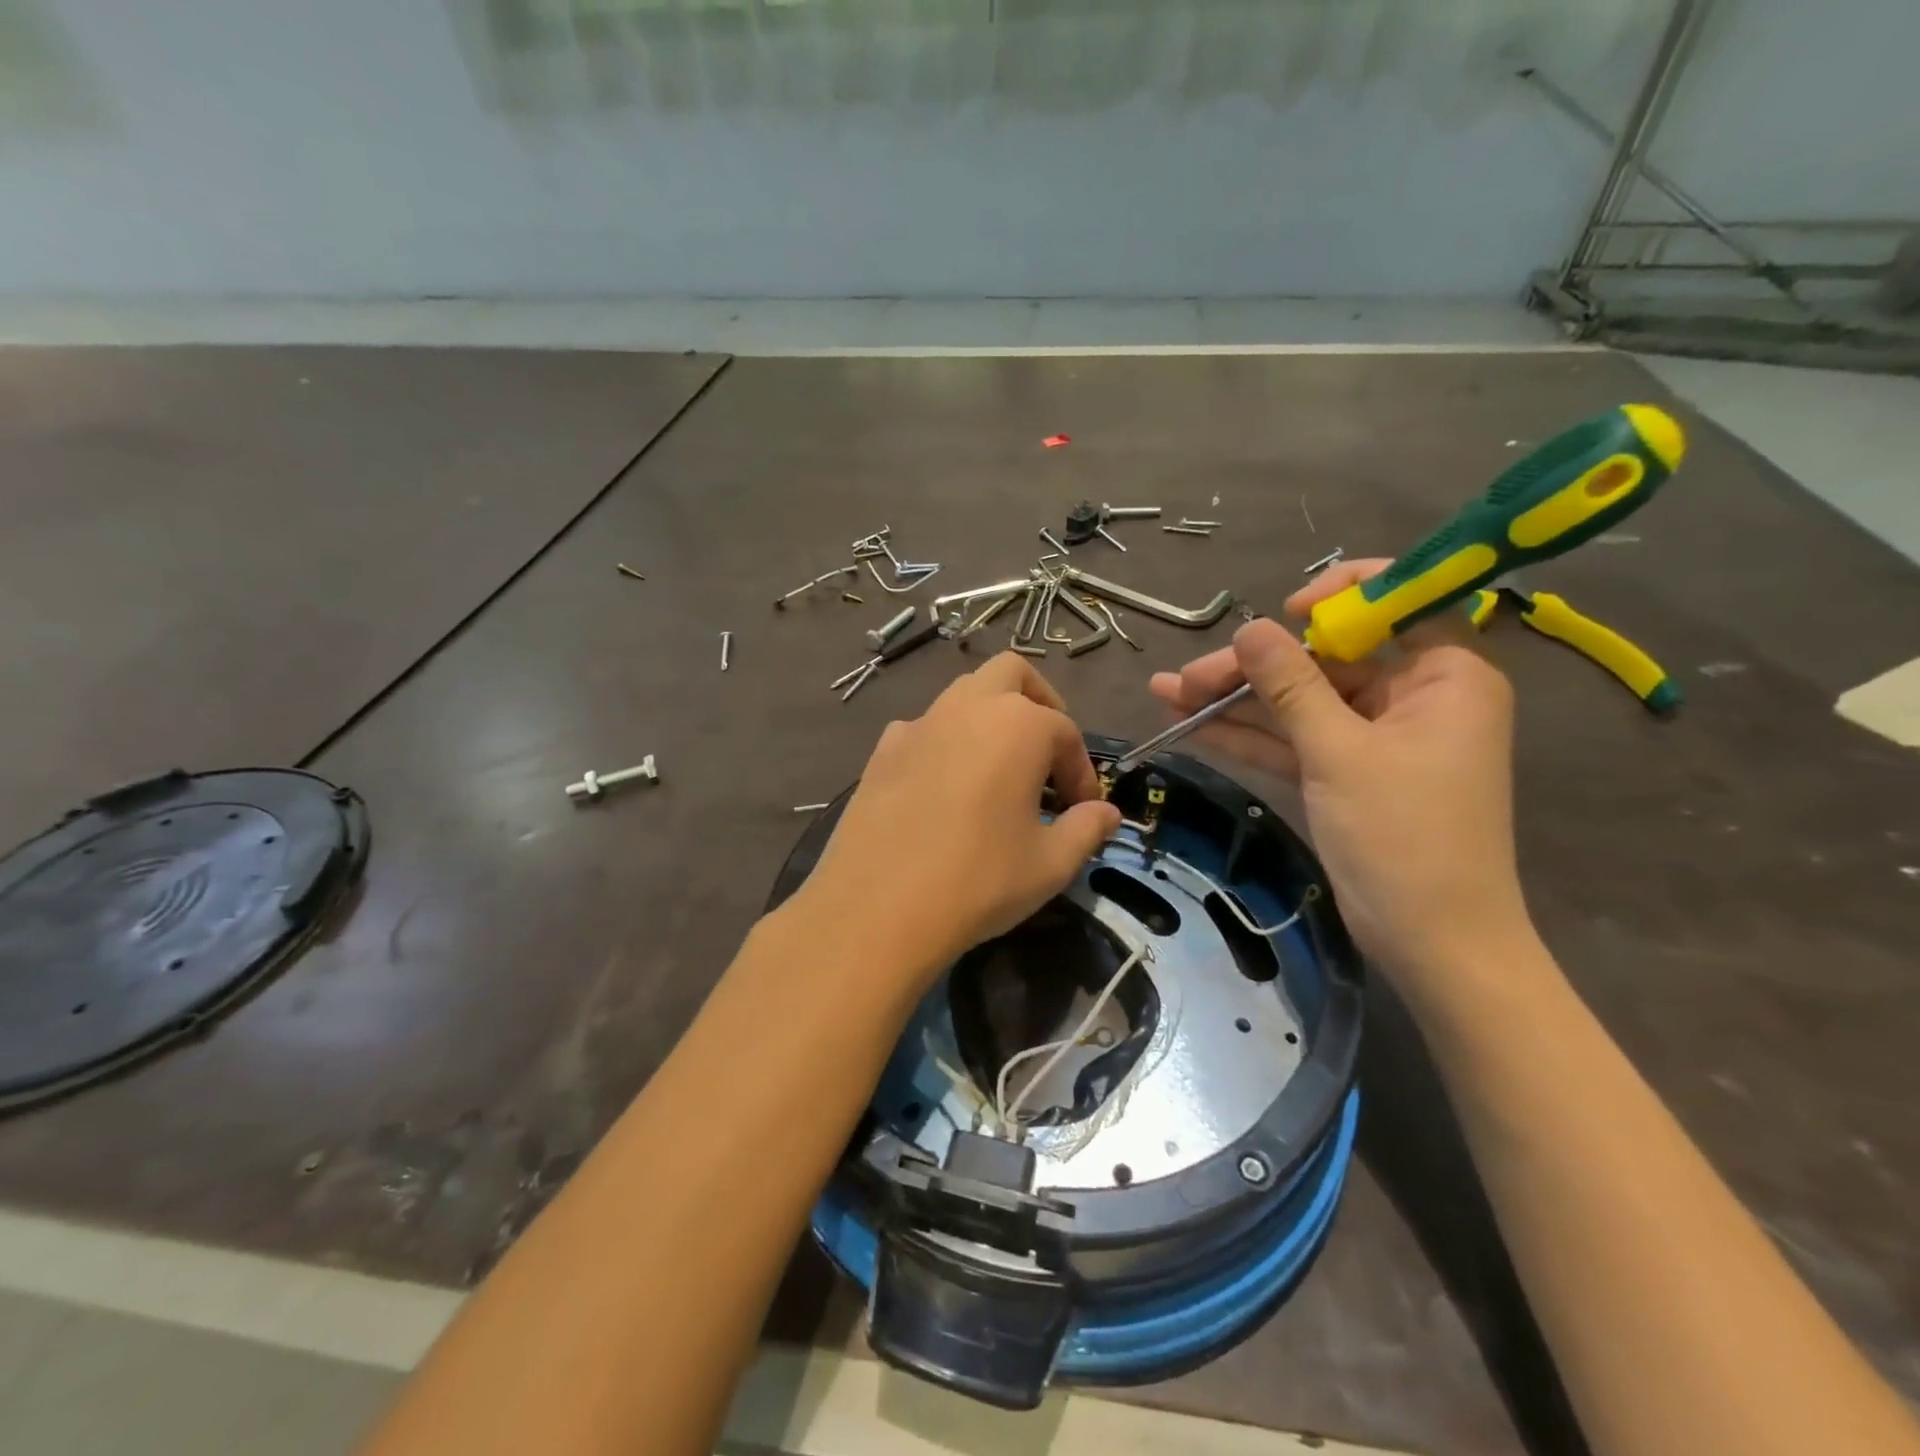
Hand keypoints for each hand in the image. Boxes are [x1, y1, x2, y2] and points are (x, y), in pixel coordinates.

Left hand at [793, 653, 1121, 1001]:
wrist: (878, 908)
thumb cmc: (979, 881)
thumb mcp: (1050, 864)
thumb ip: (1087, 829)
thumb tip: (1107, 813)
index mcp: (1018, 725)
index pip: (1066, 733)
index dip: (1082, 773)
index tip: (1084, 810)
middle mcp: (968, 707)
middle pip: (1012, 675)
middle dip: (1039, 704)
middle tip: (1046, 753)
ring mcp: (919, 724)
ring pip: (963, 694)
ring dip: (990, 717)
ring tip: (998, 770)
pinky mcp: (882, 750)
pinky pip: (924, 727)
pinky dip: (945, 742)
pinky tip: (944, 787)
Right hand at [1149, 561, 1527, 987]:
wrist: (1431, 942)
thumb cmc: (1405, 837)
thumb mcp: (1340, 753)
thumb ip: (1291, 685)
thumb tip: (1250, 627)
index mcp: (1444, 675)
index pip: (1396, 603)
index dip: (1339, 595)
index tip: (1286, 610)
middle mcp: (1412, 696)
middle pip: (1324, 659)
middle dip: (1253, 668)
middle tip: (1187, 677)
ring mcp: (1374, 737)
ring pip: (1298, 702)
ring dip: (1235, 701)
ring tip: (1165, 693)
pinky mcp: (1344, 772)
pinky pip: (1293, 740)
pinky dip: (1247, 735)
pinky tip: (1190, 724)